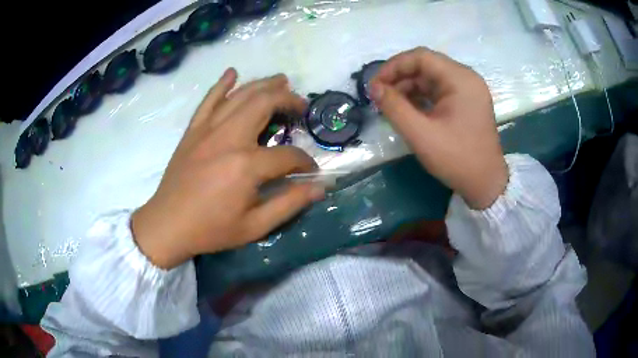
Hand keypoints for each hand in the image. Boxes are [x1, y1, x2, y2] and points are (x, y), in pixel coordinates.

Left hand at [131, 69, 324, 268]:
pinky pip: (208, 100)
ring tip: (282, 81)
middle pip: (265, 104)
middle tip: (301, 106)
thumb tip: (320, 188)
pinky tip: (232, 73)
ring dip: (264, 85)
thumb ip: (289, 204)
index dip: (305, 162)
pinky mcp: (193, 130)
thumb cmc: (211, 230)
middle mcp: (229, 138)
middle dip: (289, 101)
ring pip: (241, 95)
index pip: (288, 155)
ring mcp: (208, 130)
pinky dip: (222, 85)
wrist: (167, 225)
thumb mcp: (255, 227)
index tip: (312, 170)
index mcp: (246, 166)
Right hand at [370, 47, 507, 209]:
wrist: (485, 184)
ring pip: (431, 78)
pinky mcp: (466, 102)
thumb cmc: (457, 159)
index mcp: (460, 79)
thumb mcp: (421, 134)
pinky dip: (421, 97)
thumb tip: (373, 88)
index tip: (375, 85)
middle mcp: (466, 78)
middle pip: (426, 66)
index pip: (421, 57)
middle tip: (380, 96)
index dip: (394, 66)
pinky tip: (408, 109)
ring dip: (408, 88)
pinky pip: (439, 90)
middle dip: (400, 78)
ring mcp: (468, 90)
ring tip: (391, 105)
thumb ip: (394, 107)